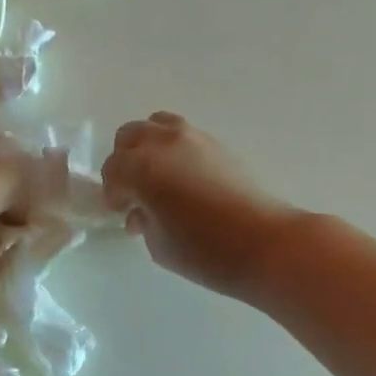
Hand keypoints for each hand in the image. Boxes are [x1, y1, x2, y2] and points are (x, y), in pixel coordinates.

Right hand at [102, 113, 299, 300]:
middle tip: (134, 192)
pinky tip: (182, 180)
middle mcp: (162, 143)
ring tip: (157, 178)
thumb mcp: (157, 244)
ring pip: (157, 126)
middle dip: (125, 163)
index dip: (113, 194)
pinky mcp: (216, 144)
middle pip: (129, 137)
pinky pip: (182, 136)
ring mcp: (192, 138)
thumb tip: (142, 210)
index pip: (112, 170)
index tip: (122, 213)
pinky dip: (173, 150)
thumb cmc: (202, 250)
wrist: (263, 242)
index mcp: (140, 167)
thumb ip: (142, 219)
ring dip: (148, 148)